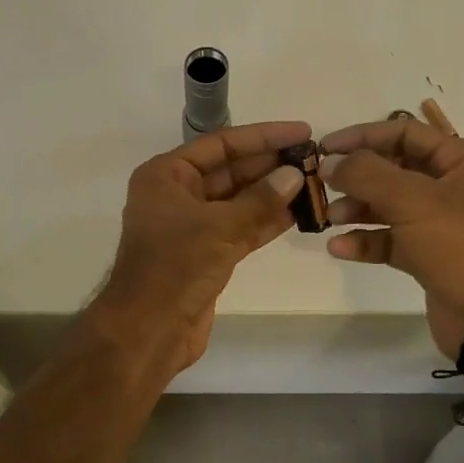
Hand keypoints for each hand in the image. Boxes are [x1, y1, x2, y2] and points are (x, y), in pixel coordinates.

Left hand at [89, 121, 309, 371]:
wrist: (148, 330)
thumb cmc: (174, 267)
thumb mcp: (219, 227)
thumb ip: (260, 200)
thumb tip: (295, 174)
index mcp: (166, 176)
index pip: (221, 144)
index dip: (263, 136)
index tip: (302, 132)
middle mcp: (177, 195)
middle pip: (231, 170)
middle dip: (271, 165)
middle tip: (315, 159)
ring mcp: (192, 226)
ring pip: (239, 201)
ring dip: (273, 193)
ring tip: (314, 182)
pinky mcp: (207, 254)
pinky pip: (241, 228)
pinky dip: (267, 220)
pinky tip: (299, 212)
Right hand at [320, 120, 463, 358]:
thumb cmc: (460, 245)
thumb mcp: (413, 200)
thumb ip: (367, 175)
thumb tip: (329, 162)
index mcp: (461, 161)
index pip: (405, 133)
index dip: (363, 136)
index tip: (325, 148)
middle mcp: (452, 187)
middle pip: (393, 169)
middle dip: (357, 176)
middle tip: (322, 184)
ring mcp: (440, 224)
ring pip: (388, 206)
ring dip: (357, 209)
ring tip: (330, 219)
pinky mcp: (428, 256)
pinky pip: (390, 240)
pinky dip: (365, 241)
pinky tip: (340, 248)